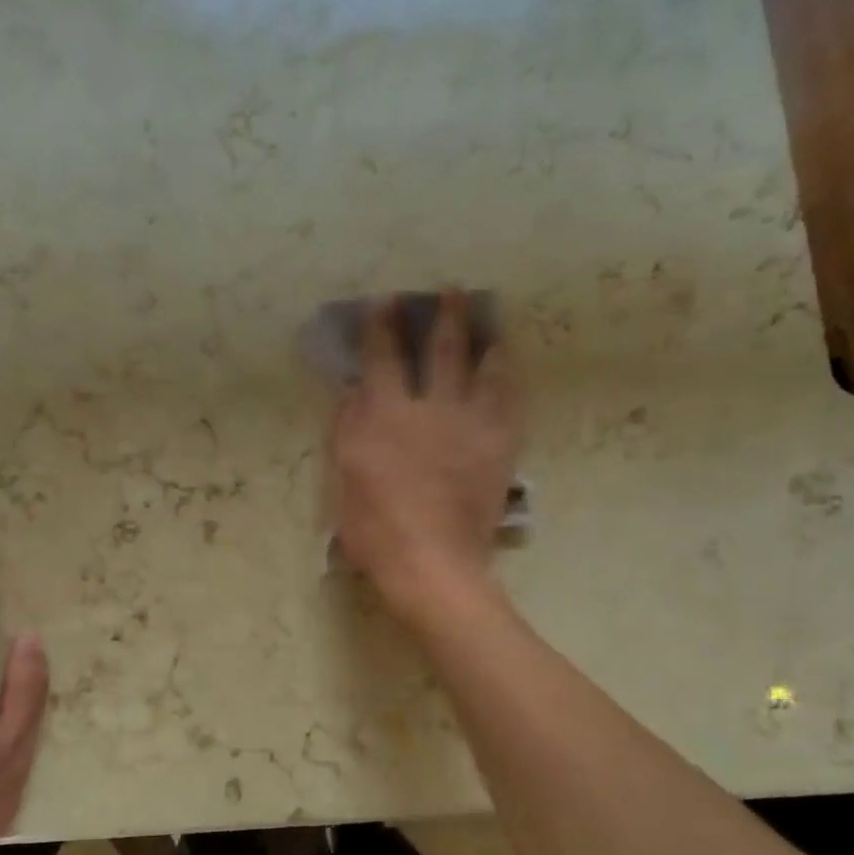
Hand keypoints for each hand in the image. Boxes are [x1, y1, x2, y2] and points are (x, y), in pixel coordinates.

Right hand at [330, 291, 518, 620]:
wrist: (432, 563)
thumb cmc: (375, 527)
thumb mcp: (344, 477)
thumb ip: (348, 428)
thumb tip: (355, 390)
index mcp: (386, 415)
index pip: (384, 357)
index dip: (382, 326)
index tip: (386, 302)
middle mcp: (432, 408)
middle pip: (442, 350)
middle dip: (445, 316)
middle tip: (451, 291)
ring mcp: (472, 425)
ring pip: (484, 368)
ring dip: (484, 340)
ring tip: (489, 323)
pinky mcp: (499, 447)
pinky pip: (509, 402)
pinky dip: (508, 380)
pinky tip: (507, 370)